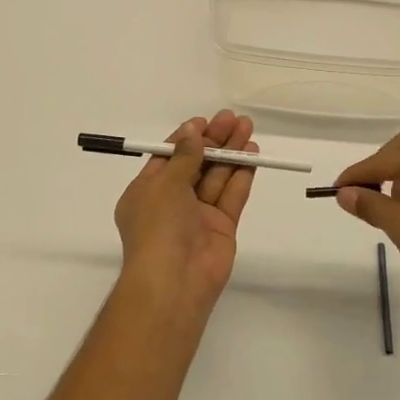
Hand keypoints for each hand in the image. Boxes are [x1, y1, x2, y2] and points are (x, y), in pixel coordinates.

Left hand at [113, 111, 257, 325]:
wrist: (174, 280)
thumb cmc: (158, 226)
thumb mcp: (165, 184)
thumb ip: (184, 157)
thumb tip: (192, 131)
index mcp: (147, 192)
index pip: (168, 158)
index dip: (186, 138)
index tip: (205, 121)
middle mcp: (171, 202)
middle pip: (195, 164)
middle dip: (214, 141)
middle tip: (233, 118)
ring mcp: (198, 215)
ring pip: (216, 177)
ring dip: (231, 153)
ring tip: (247, 128)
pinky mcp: (221, 227)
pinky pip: (231, 196)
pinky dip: (241, 175)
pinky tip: (252, 155)